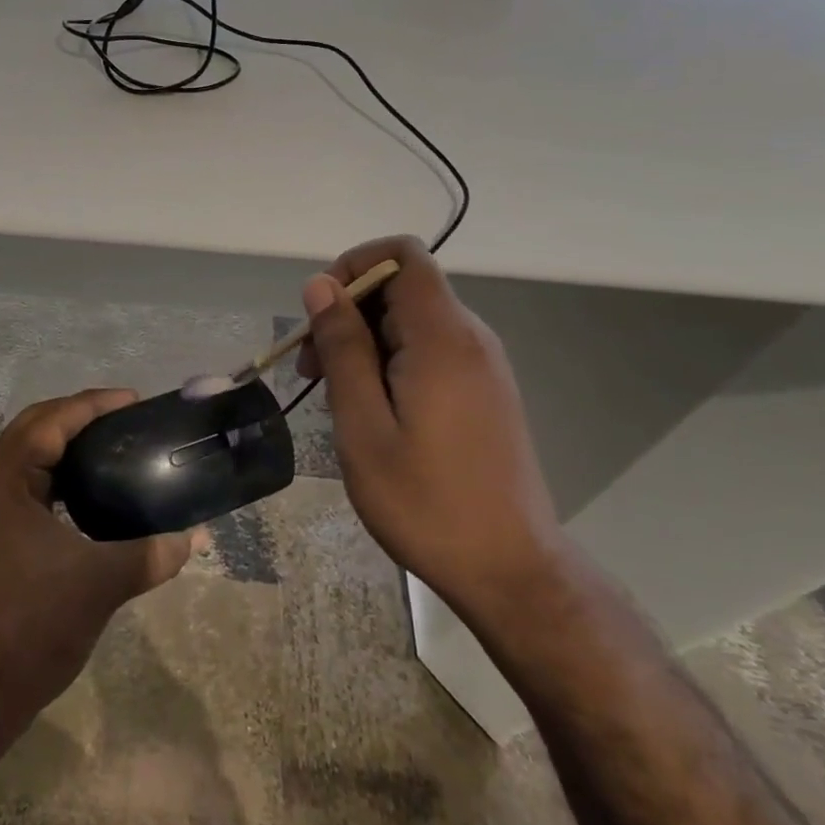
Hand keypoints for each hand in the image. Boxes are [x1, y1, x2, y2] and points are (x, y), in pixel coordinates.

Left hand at [0, 389, 200, 734]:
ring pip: (23, 453)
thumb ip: (152, 554)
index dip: (91, 405)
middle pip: (31, 428)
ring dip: (62, 439)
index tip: (131, 400)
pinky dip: (53, 469)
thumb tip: (196, 537)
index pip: (48, 423)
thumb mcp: (102, 583)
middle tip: (122, 415)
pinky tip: (84, 484)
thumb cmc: (36, 625)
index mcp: (4, 484)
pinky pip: (22, 480)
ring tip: (108, 440)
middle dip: (75, 414)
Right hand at [295, 236, 567, 623]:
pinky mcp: (485, 390)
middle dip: (349, 312)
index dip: (354, 265)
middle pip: (402, 287)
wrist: (511, 570)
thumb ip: (343, 347)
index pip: (402, 254)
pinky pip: (430, 349)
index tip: (321, 314)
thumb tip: (321, 285)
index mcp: (442, 337)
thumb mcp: (364, 426)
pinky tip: (374, 412)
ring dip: (366, 341)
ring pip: (412, 320)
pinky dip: (391, 361)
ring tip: (338, 398)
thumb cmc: (427, 502)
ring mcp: (482, 364)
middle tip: (313, 372)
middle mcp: (470, 337)